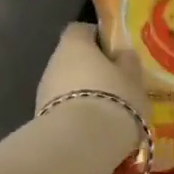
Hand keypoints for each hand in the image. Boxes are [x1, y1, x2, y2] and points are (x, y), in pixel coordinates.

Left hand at [35, 22, 148, 155]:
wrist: (81, 144)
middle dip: (90, 70)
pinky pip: (63, 109)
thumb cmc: (113, 99)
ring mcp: (43, 91)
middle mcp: (53, 62)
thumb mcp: (133, 78)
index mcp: (74, 44)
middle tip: (115, 86)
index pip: (81, 30)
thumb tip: (121, 54)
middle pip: (72, 59)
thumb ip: (127, 61)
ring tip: (107, 112)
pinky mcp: (41, 118)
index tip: (113, 52)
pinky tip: (93, 130)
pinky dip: (76, 114)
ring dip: (83, 94)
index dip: (97, 37)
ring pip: (66, 85)